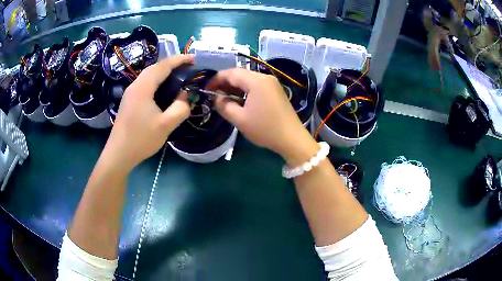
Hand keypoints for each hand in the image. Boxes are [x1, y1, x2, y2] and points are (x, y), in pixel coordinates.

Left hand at [102, 55, 193, 171]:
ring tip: (178, 76)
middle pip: (155, 68)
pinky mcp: (129, 101)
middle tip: (188, 68)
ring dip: (164, 72)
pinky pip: (145, 84)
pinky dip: (157, 81)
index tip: (194, 59)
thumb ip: (180, 108)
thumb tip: (185, 95)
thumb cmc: (141, 139)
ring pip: (149, 75)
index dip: (180, 60)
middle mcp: (135, 86)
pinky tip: (163, 90)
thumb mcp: (166, 125)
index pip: (163, 66)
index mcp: (143, 87)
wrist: (119, 154)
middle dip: (172, 64)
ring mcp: (130, 93)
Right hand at [207, 68, 318, 165]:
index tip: (206, 88)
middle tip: (214, 94)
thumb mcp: (239, 119)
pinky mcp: (276, 90)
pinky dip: (245, 89)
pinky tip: (239, 99)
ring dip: (235, 86)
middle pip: (240, 74)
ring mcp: (272, 83)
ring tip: (224, 98)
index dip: (216, 79)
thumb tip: (216, 97)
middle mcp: (265, 77)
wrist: (292, 139)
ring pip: (248, 79)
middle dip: (225, 82)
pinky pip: (256, 85)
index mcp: (256, 81)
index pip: (231, 73)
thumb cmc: (265, 129)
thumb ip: (224, 105)